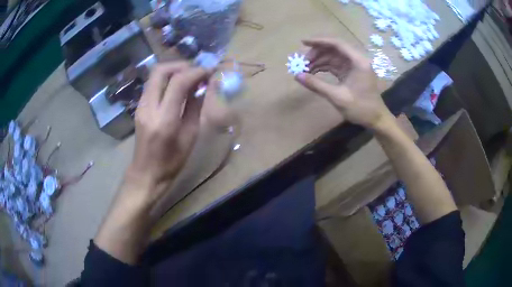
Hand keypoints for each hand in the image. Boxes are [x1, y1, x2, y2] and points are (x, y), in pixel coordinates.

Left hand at [128, 62, 211, 200]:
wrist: (146, 173)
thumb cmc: (172, 162)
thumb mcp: (190, 136)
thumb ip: (195, 107)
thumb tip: (204, 86)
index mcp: (165, 119)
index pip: (179, 82)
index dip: (197, 72)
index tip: (210, 71)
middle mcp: (149, 108)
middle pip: (161, 70)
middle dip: (182, 65)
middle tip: (197, 71)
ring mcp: (141, 106)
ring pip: (155, 74)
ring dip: (174, 70)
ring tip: (190, 77)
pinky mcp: (139, 106)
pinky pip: (153, 84)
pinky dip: (167, 79)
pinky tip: (178, 87)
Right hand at [295, 38, 391, 129]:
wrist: (375, 119)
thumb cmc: (361, 109)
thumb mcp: (338, 97)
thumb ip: (317, 85)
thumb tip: (296, 76)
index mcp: (358, 61)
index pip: (337, 44)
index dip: (319, 41)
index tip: (303, 42)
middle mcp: (356, 59)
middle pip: (333, 49)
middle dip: (316, 53)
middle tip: (301, 62)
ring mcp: (353, 66)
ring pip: (332, 57)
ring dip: (318, 61)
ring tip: (304, 69)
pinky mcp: (350, 72)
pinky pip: (334, 65)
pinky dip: (323, 67)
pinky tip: (312, 72)